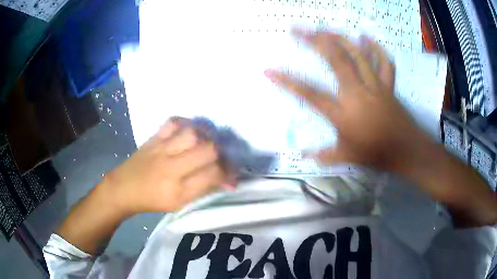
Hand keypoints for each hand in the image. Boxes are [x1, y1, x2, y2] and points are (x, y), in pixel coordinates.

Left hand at [102, 118, 227, 214]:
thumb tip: (228, 181)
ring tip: (207, 141)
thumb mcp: (179, 204)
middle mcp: (172, 168)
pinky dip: (185, 122)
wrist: (124, 188)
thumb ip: (203, 190)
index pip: (213, 175)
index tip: (231, 173)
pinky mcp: (153, 138)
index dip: (228, 173)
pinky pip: (172, 122)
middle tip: (220, 156)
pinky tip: (189, 129)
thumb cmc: (153, 201)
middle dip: (221, 153)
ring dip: (206, 136)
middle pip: (207, 151)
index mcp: (179, 191)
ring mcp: (161, 150)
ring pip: (192, 134)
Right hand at [265, 30, 430, 172]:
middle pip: (334, 60)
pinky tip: (365, 37)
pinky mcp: (388, 85)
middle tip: (298, 29)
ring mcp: (374, 86)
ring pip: (357, 54)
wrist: (406, 151)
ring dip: (340, 38)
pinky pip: (383, 62)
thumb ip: (325, 156)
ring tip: (325, 28)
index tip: (270, 71)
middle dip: (314, 41)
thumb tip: (305, 156)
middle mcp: (357, 93)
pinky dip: (375, 48)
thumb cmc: (376, 154)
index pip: (310, 94)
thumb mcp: (347, 157)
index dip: (288, 82)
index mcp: (343, 114)